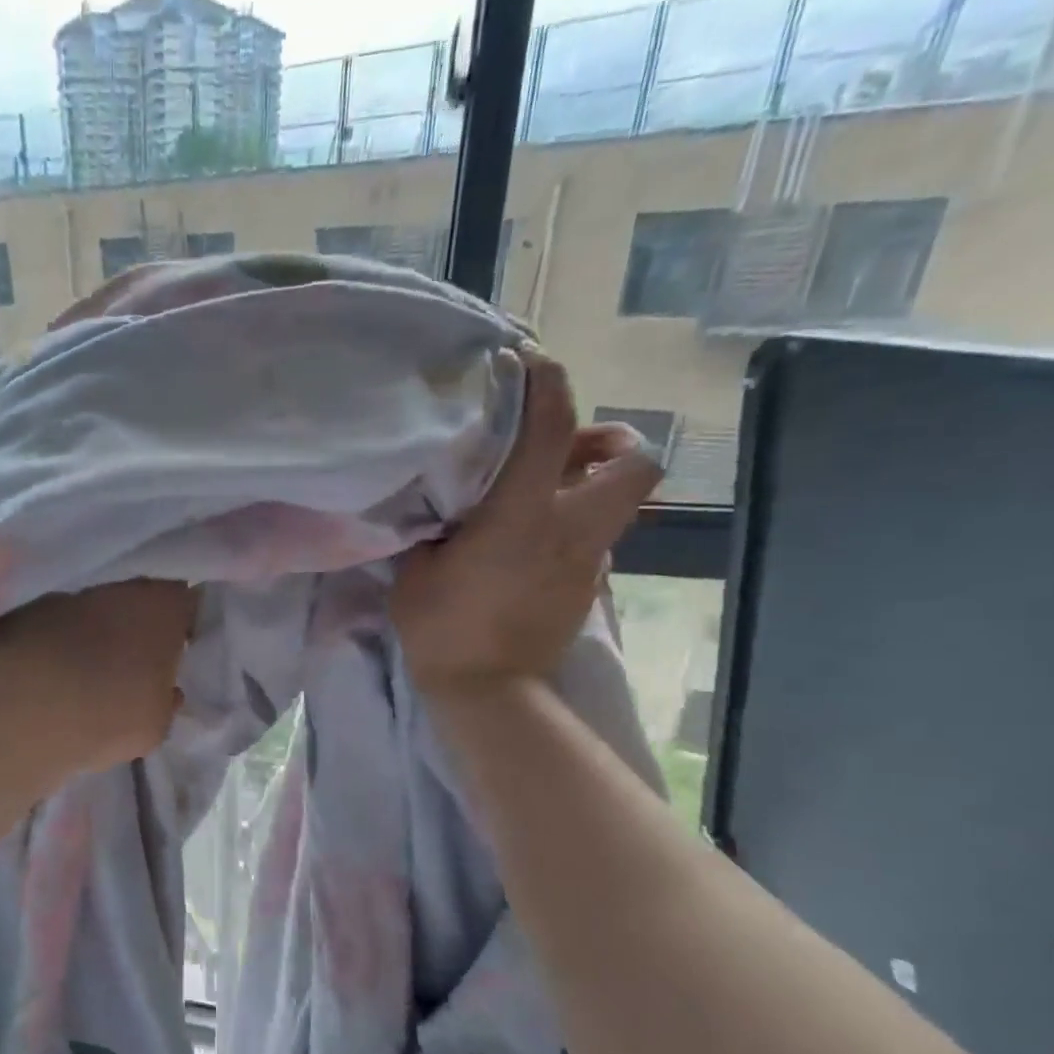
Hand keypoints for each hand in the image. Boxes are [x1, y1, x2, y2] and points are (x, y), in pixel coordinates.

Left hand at [0, 580, 198, 775]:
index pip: (187, 602)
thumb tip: (165, 690)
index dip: (184, 625)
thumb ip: (166, 699)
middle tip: (137, 665)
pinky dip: (59, 644)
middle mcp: (118, 586)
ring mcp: (68, 595)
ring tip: (90, 676)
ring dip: (96, 635)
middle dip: (138, 627)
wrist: (17, 710)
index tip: (180, 650)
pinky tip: (54, 679)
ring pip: (96, 612)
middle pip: (138, 601)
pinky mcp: (26, 610)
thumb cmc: (109, 712)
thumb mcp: (157, 723)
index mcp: (163, 603)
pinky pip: (57, 627)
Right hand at [391, 345, 663, 690]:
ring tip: (544, 493)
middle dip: (611, 442)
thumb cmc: (443, 628)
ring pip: (618, 500)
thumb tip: (444, 500)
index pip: (551, 426)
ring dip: (591, 484)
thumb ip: (435, 523)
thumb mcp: (417, 567)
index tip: (528, 362)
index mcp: (523, 513)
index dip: (546, 382)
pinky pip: (594, 537)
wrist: (488, 692)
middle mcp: (572, 526)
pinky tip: (532, 544)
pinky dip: (574, 525)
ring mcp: (588, 559)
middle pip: (636, 461)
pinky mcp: (588, 587)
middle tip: (564, 448)